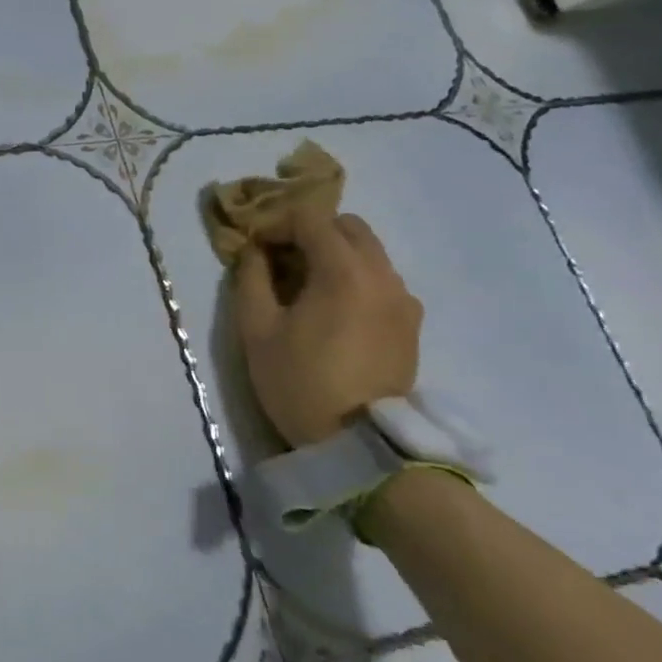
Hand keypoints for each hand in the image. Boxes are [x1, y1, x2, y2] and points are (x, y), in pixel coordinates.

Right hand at [233, 210, 421, 446]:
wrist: (360, 443)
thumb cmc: (299, 381)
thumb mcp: (256, 330)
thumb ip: (251, 279)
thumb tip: (254, 251)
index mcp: (344, 271)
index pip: (311, 218)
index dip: (277, 222)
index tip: (254, 244)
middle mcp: (382, 275)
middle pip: (348, 227)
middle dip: (310, 231)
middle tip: (279, 258)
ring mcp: (403, 299)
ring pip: (369, 253)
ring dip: (334, 254)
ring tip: (303, 286)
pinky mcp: (410, 323)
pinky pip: (381, 281)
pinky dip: (354, 278)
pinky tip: (331, 310)